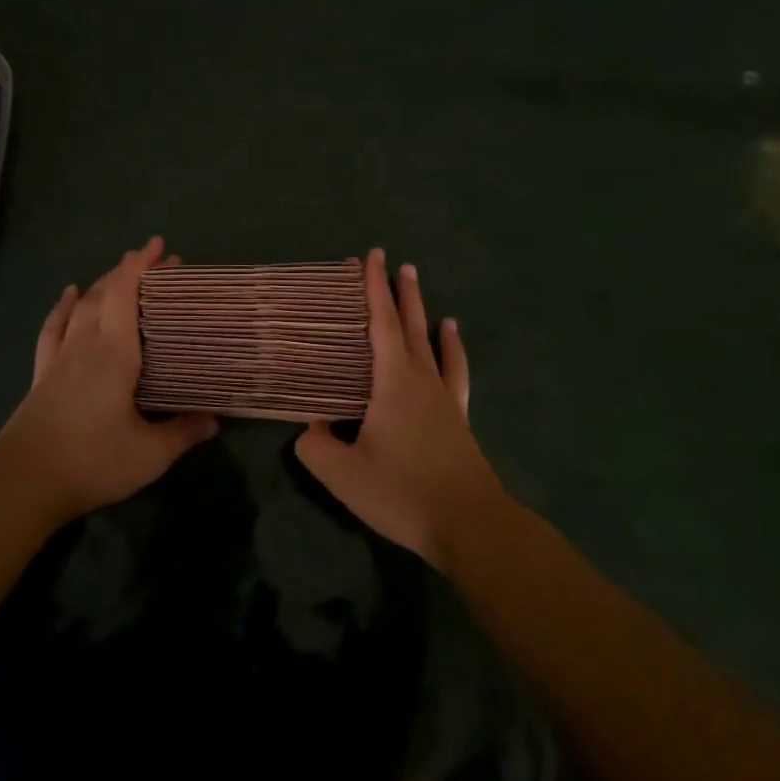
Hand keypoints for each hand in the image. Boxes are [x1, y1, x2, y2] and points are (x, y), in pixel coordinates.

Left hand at [0, 237, 217, 526]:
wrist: (22, 483)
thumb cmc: (92, 461)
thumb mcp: (149, 454)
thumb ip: (183, 433)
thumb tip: (215, 419)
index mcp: (114, 354)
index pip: (126, 295)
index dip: (141, 266)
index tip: (160, 246)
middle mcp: (86, 345)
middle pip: (107, 294)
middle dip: (132, 272)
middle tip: (159, 264)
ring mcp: (60, 358)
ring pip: (83, 307)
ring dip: (104, 284)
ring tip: (123, 273)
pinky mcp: (43, 374)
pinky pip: (53, 329)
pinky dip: (63, 308)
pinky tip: (70, 295)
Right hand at [294, 249, 502, 570]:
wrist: (469, 524)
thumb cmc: (402, 492)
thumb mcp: (343, 474)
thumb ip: (316, 446)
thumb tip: (311, 427)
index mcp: (392, 382)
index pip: (380, 323)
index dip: (374, 288)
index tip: (372, 256)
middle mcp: (421, 380)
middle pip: (409, 326)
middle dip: (401, 293)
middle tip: (398, 263)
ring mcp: (445, 398)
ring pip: (433, 344)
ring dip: (424, 315)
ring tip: (423, 293)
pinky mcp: (459, 419)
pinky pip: (455, 373)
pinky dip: (453, 351)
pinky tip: (452, 340)